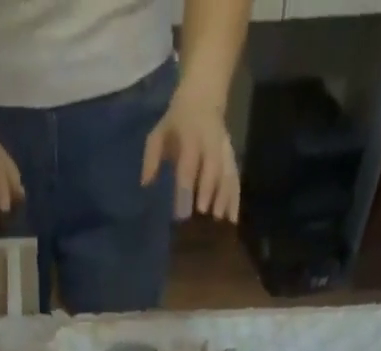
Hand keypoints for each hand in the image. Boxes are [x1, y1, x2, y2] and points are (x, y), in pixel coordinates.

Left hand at [141, 91, 239, 222]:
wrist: (204, 95)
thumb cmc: (176, 122)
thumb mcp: (159, 132)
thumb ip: (151, 157)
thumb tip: (145, 184)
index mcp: (191, 136)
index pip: (188, 166)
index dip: (186, 189)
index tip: (182, 214)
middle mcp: (210, 143)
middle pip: (212, 170)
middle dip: (209, 193)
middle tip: (204, 217)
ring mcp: (224, 150)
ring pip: (227, 175)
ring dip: (225, 200)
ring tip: (220, 224)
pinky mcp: (232, 158)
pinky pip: (235, 179)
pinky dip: (235, 200)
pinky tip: (232, 220)